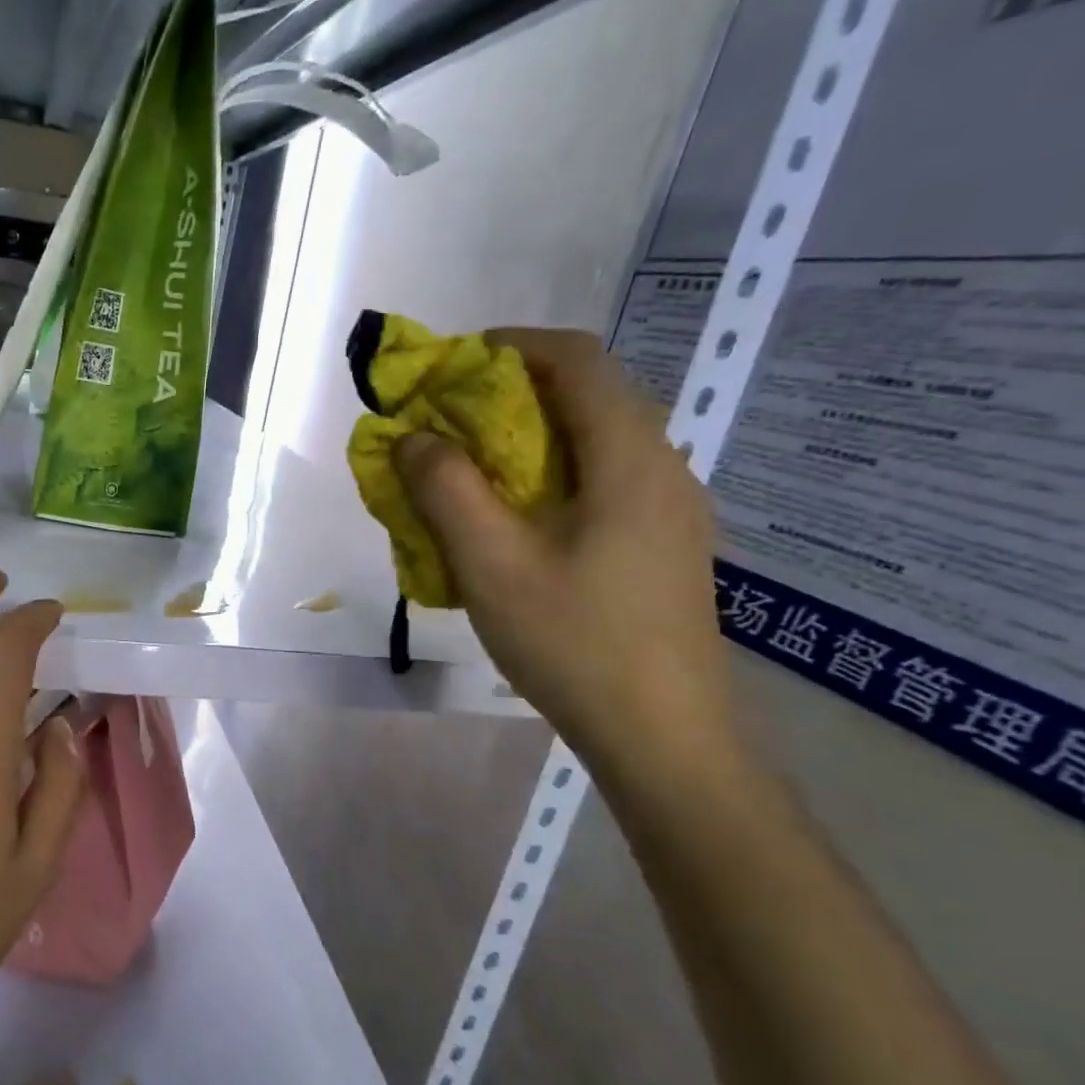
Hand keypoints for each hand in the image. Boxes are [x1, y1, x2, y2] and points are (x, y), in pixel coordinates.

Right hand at [394, 329, 739, 785]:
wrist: (663, 737)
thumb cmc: (575, 642)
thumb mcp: (492, 564)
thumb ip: (447, 489)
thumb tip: (415, 436)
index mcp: (630, 459)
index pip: (577, 360)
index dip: (510, 347)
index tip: (450, 367)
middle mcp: (662, 469)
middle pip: (586, 396)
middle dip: (508, 394)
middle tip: (446, 424)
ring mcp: (669, 509)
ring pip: (592, 441)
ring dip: (525, 438)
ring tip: (470, 473)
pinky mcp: (662, 544)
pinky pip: (600, 482)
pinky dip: (547, 476)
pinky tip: (512, 524)